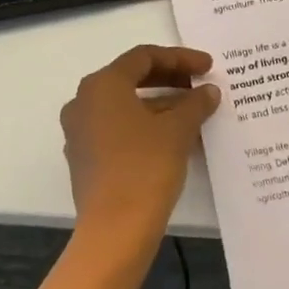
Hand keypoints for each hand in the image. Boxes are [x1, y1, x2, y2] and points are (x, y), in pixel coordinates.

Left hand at [60, 44, 219, 247]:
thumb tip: (208, 91)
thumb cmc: (145, 167)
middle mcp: (84, 101)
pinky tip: (175, 137)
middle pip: (131, 77)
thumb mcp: (178, 129)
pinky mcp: (85, 157)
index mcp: (103, 85)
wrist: (115, 230)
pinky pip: (118, 128)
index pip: (144, 57)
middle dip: (170, 78)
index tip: (208, 67)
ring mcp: (80, 131)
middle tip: (200, 84)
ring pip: (125, 105)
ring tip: (194, 112)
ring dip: (161, 103)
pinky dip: (146, 125)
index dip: (180, 58)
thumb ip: (195, 103)